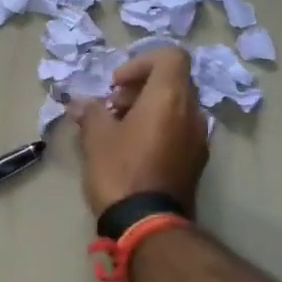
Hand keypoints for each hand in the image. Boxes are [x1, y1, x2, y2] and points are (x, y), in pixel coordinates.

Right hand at [68, 46, 208, 217]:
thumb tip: (81, 104)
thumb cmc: (120, 172)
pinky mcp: (197, 160)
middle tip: (113, 106)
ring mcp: (199, 138)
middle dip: (141, 86)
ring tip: (120, 129)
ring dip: (149, 108)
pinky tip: (134, 149)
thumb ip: (91, 112)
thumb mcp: (96, 138)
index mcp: (170, 98)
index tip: (117, 85)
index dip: (141, 62)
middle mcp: (192, 112)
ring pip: (177, 106)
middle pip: (173, 80)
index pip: (170, 56)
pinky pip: (180, 129)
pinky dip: (160, 127)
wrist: (148, 225)